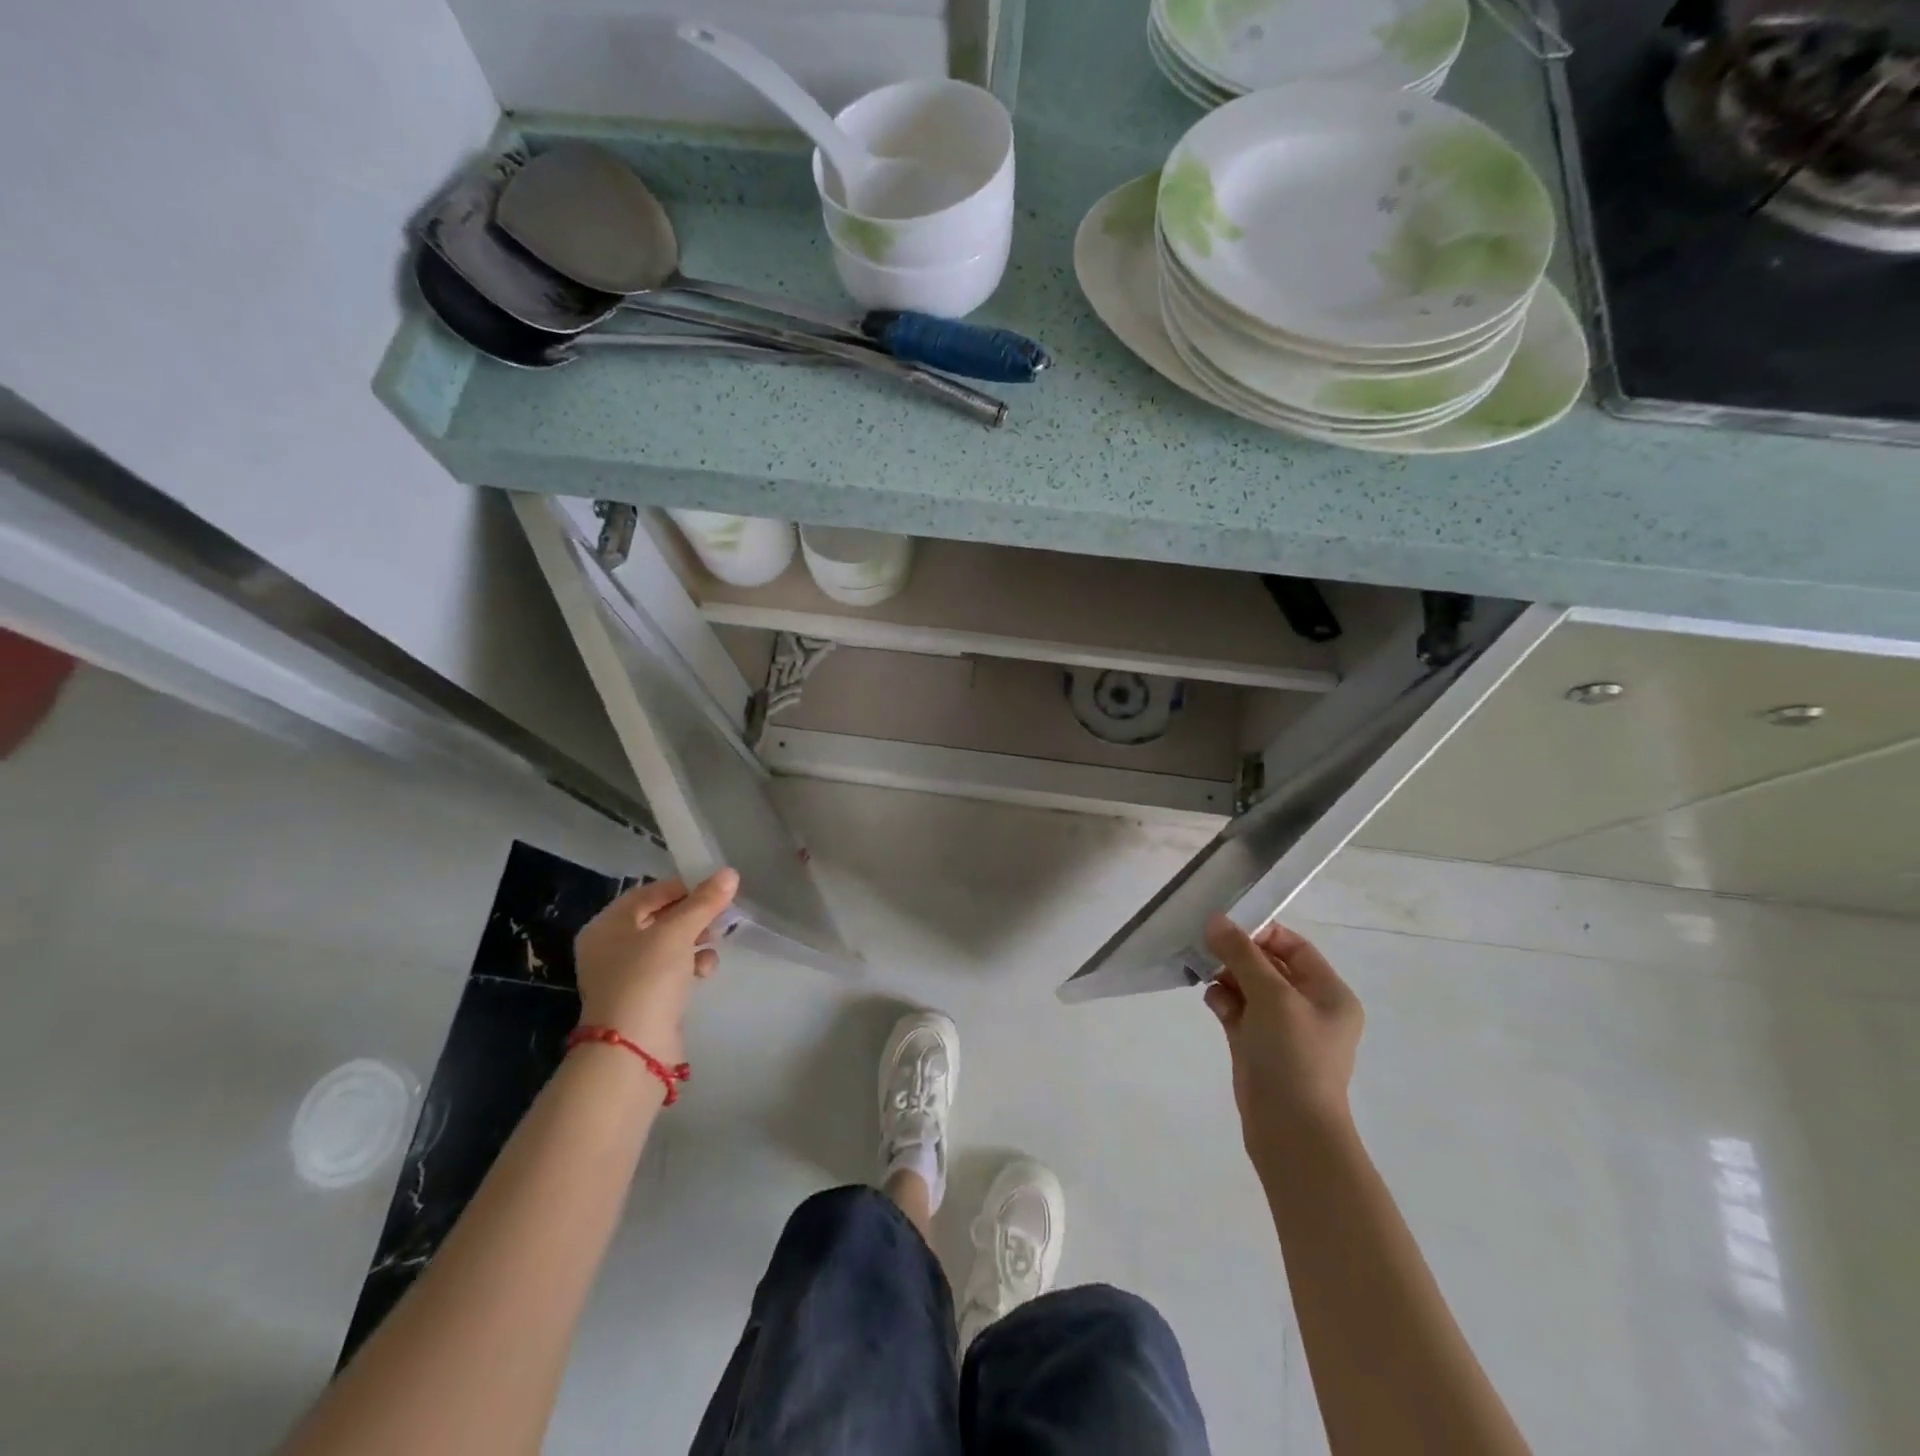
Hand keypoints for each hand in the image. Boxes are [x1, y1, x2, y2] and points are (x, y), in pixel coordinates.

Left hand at [574, 869, 738, 1062]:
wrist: (633, 1050)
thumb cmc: (647, 978)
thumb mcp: (678, 932)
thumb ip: (704, 901)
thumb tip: (730, 873)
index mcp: (607, 925)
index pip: (649, 893)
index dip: (684, 886)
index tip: (716, 887)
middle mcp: (611, 947)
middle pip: (659, 918)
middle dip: (693, 915)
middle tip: (722, 913)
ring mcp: (627, 975)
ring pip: (668, 944)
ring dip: (695, 939)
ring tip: (717, 939)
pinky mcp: (644, 997)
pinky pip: (670, 969)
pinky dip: (690, 965)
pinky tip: (706, 970)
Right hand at [1202, 916, 1363, 1160]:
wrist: (1290, 1129)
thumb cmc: (1293, 1055)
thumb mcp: (1271, 995)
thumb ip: (1242, 954)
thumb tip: (1215, 920)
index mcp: (1329, 993)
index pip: (1294, 947)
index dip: (1261, 934)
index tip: (1226, 929)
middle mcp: (1308, 1007)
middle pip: (1268, 965)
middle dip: (1237, 956)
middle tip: (1206, 948)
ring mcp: (1282, 1029)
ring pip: (1248, 987)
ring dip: (1226, 978)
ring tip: (1205, 975)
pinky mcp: (1257, 1046)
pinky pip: (1237, 1011)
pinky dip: (1223, 1002)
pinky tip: (1212, 1002)